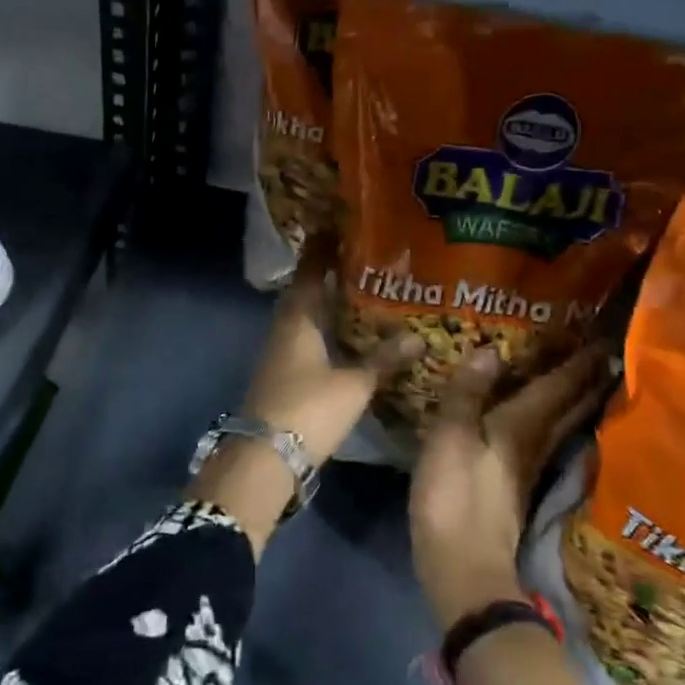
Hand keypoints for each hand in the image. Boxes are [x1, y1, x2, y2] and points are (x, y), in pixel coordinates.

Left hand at [238, 240, 421, 465]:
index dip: (322, 250)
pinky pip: (307, 340)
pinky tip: (347, 337)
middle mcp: (285, 329)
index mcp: (297, 319)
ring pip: (306, 317)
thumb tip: (418, 337)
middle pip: (305, 293)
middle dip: (328, 275)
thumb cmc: (308, 409)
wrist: (265, 457)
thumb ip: (384, 359)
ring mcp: (281, 354)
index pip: (308, 272)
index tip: (337, 227)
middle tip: (360, 259)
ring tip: (361, 293)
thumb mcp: (353, 383)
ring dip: (327, 304)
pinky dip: (326, 331)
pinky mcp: (284, 376)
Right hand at [410, 346, 609, 632]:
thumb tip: (490, 350)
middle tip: (607, 351)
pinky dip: (555, 422)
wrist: (465, 570)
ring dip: (577, 400)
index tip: (604, 337)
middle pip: (571, 406)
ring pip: (563, 425)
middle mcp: (535, 444)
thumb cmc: (455, 498)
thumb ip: (467, 394)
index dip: (580, 362)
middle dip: (588, 379)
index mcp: (522, 427)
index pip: (559, 387)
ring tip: (588, 377)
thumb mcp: (451, 438)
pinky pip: (545, 440)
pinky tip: (549, 421)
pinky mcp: (518, 487)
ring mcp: (529, 468)